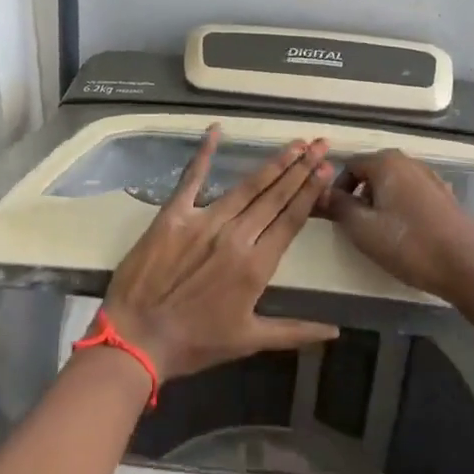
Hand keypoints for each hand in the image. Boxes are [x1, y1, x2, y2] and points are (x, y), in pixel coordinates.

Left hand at [101, 127, 340, 379]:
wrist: (137, 339)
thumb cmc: (195, 343)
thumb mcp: (249, 340)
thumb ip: (295, 331)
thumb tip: (336, 330)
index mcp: (256, 266)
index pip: (291, 219)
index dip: (310, 191)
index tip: (326, 167)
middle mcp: (236, 236)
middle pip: (275, 196)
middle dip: (301, 168)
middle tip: (320, 143)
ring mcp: (204, 221)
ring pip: (246, 186)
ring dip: (272, 163)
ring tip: (293, 144)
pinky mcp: (174, 214)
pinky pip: (192, 179)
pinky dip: (204, 153)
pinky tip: (216, 130)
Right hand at [318, 150, 473, 318]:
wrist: (468, 267)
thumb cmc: (409, 244)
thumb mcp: (362, 229)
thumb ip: (338, 206)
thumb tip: (320, 192)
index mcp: (387, 162)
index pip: (350, 166)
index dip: (337, 190)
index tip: (334, 216)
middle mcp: (410, 162)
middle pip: (373, 173)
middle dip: (360, 196)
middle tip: (355, 226)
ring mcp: (431, 178)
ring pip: (394, 185)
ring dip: (381, 203)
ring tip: (380, 233)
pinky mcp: (446, 197)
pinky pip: (412, 196)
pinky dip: (402, 209)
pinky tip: (406, 234)